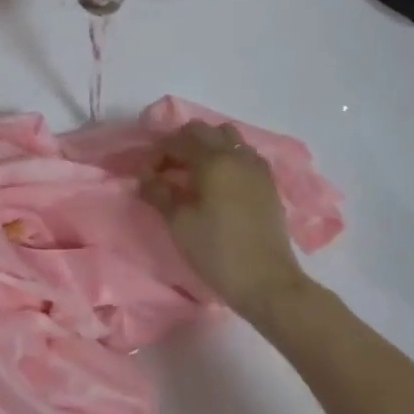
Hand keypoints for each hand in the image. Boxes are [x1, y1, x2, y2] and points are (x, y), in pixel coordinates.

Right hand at [141, 120, 309, 318]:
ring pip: (227, 137)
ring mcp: (256, 168)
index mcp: (212, 160)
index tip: (147, 176)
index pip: (177, 141)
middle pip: (203, 131)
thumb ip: (158, 192)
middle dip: (181, 143)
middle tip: (168, 170)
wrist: (268, 282)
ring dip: (207, 146)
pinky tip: (220, 183)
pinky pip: (244, 154)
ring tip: (195, 172)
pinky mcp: (268, 184)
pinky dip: (228, 157)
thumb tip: (144, 177)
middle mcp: (236, 155)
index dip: (157, 154)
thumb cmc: (217, 251)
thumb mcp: (179, 223)